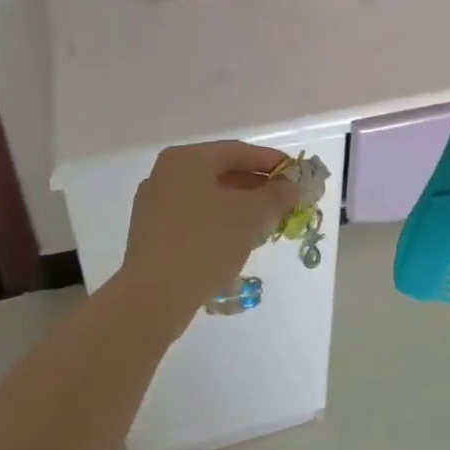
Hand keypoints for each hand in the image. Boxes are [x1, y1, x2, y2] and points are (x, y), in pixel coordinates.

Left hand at [120, 142, 298, 324]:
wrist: (154, 297)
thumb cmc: (205, 242)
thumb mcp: (251, 215)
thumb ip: (276, 195)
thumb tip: (290, 186)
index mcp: (186, 159)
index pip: (238, 152)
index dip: (271, 161)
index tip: (296, 174)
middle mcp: (166, 174)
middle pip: (221, 173)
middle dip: (257, 186)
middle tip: (285, 200)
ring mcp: (154, 205)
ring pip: (209, 197)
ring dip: (240, 206)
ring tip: (268, 221)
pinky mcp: (152, 234)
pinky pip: (195, 218)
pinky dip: (220, 222)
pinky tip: (238, 240)